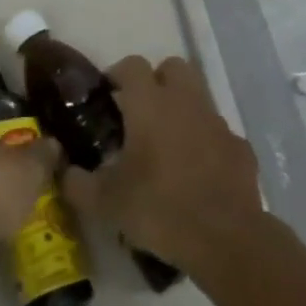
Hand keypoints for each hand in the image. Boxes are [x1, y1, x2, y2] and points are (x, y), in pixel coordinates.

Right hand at [60, 56, 264, 274]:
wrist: (226, 240)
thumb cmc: (159, 209)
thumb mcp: (105, 202)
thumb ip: (78, 183)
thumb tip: (65, 171)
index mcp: (150, 103)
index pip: (132, 65)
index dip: (117, 75)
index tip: (108, 98)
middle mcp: (186, 102)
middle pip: (173, 67)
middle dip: (157, 81)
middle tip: (141, 113)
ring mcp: (217, 123)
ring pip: (198, 97)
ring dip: (183, 111)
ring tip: (168, 146)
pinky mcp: (241, 148)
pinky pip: (219, 134)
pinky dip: (208, 144)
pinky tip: (198, 173)